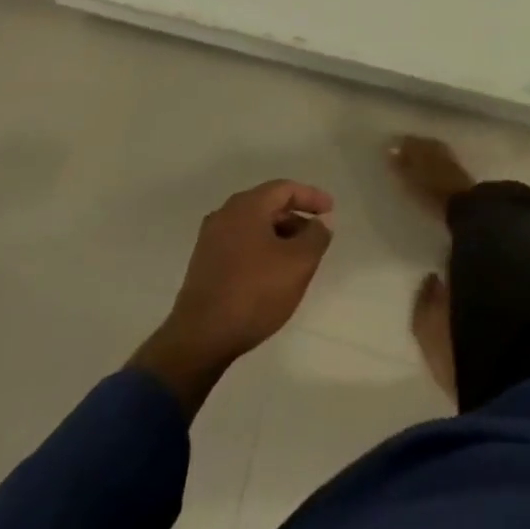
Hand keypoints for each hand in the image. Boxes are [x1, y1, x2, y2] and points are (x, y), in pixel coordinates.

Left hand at [130, 180, 334, 417]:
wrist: (199, 339)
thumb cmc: (254, 293)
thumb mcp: (298, 264)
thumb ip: (316, 237)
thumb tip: (321, 222)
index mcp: (247, 206)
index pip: (285, 188)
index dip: (311, 197)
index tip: (330, 211)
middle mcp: (226, 214)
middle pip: (268, 205)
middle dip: (295, 219)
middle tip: (315, 237)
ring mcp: (210, 239)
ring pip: (253, 226)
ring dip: (278, 236)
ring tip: (296, 258)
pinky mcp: (203, 264)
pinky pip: (240, 244)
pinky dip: (260, 250)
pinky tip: (270, 274)